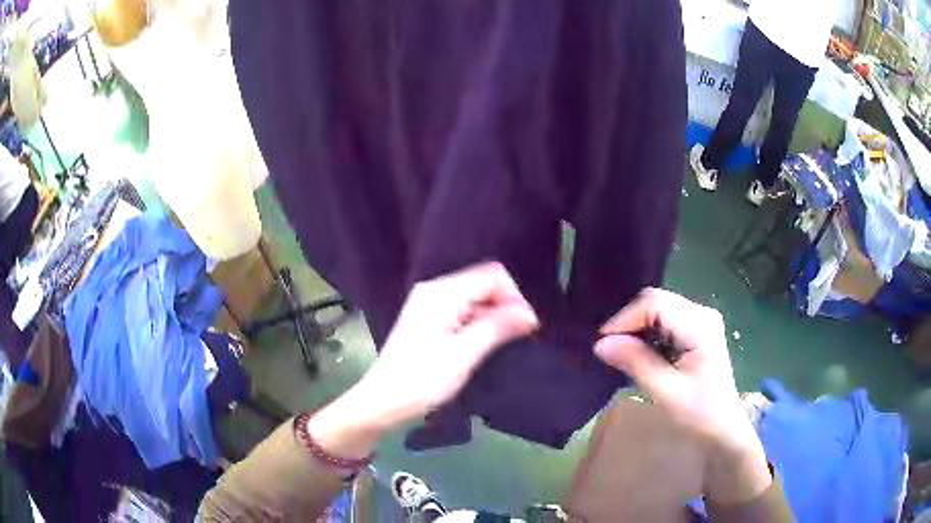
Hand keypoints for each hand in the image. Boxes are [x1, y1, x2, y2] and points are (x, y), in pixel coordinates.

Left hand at [308, 262, 538, 459]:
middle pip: (483, 283)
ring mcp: (430, 304)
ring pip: (475, 297)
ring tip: (503, 343)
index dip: (514, 297)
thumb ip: (497, 327)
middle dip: (506, 305)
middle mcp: (435, 290)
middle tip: (518, 337)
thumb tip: (529, 313)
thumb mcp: (464, 354)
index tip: (526, 327)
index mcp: (442, 292)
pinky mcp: (429, 320)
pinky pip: (463, 310)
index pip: (492, 275)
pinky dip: (479, 323)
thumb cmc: (422, 379)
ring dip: (494, 316)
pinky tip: (483, 344)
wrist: (383, 402)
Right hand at [594, 288, 770, 503]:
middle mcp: (702, 313)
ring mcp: (701, 320)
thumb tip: (601, 343)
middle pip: (656, 301)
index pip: (654, 304)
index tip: (602, 344)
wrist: (723, 429)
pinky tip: (642, 355)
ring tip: (622, 354)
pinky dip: (648, 334)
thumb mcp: (664, 391)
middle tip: (610, 350)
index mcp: (699, 325)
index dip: (624, 319)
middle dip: (629, 322)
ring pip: (658, 309)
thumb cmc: (698, 414)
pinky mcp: (698, 330)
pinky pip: (665, 320)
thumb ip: (635, 362)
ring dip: (638, 329)